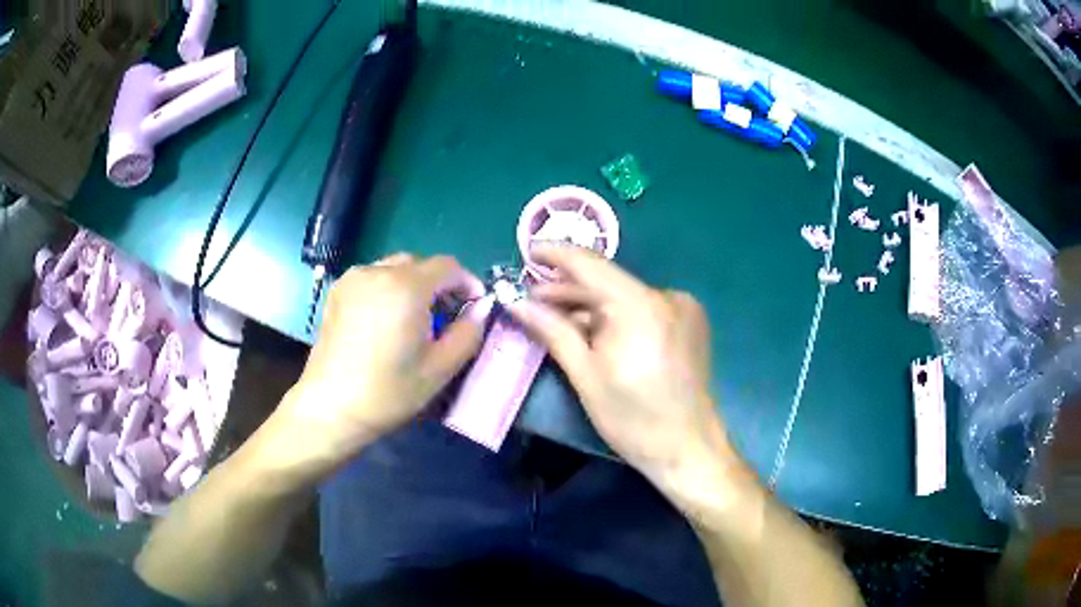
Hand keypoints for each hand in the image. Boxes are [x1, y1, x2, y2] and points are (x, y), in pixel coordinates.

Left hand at [250, 254, 490, 485]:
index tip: (474, 307)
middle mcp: (378, 271)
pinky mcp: (337, 292)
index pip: (448, 266)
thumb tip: (480, 309)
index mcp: (406, 286)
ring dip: (412, 286)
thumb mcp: (440, 368)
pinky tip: (386, 321)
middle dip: (438, 285)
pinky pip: (373, 278)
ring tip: (413, 321)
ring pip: (395, 269)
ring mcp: (353, 279)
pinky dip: (387, 290)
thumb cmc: (389, 391)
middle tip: (445, 318)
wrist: (331, 407)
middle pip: (420, 264)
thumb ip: (469, 332)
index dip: (467, 283)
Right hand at [508, 246, 735, 488]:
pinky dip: (614, 316)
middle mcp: (666, 296)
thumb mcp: (586, 376)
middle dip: (567, 289)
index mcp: (641, 306)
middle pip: (608, 282)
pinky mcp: (688, 322)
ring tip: (554, 315)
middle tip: (530, 297)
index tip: (527, 250)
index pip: (591, 265)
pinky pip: (642, 309)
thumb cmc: (633, 419)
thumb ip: (552, 331)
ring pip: (624, 296)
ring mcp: (682, 308)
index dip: (556, 254)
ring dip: (589, 306)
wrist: (689, 449)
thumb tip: (517, 302)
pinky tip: (591, 330)